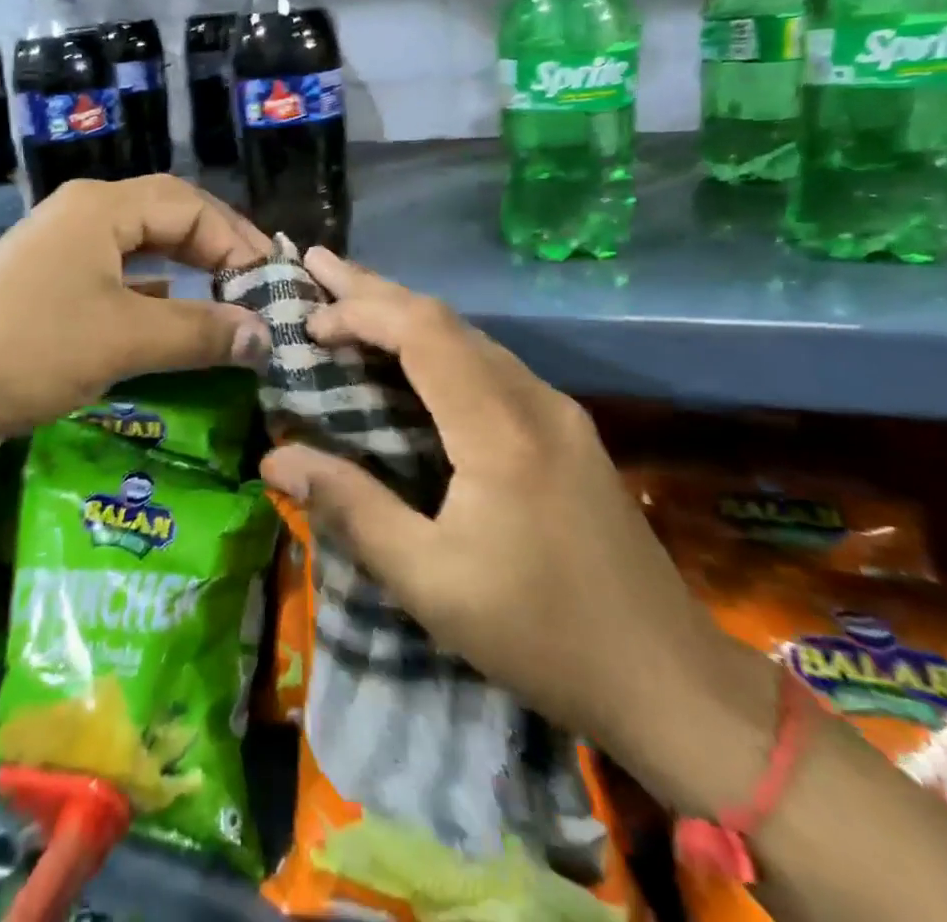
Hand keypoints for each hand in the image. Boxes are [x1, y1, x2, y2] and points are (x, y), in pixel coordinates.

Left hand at [0, 177, 272, 481]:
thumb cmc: (31, 351)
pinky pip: (115, 280)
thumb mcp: (125, 340)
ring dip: (186, 273)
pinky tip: (172, 320)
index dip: (237, 242)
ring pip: (141, 250)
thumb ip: (202, 332)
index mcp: (100, 207)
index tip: (272, 288)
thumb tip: (266, 336)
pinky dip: (152, 296)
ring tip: (227, 301)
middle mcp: (81, 217)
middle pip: (166, 219)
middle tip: (258, 288)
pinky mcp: (46, 289)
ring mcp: (59, 253)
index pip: (190, 206)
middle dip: (216, 250)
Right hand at [259, 247, 760, 798]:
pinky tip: (411, 358)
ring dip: (405, 314)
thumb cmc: (540, 634)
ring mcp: (556, 411)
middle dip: (374, 288)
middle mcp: (533, 400)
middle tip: (317, 264)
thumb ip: (351, 509)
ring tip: (350, 302)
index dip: (360, 312)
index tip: (308, 323)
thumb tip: (275, 459)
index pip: (422, 332)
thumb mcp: (429, 582)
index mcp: (500, 429)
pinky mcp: (565, 430)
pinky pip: (489, 362)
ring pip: (469, 335)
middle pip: (444, 318)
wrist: (671, 682)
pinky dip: (435, 344)